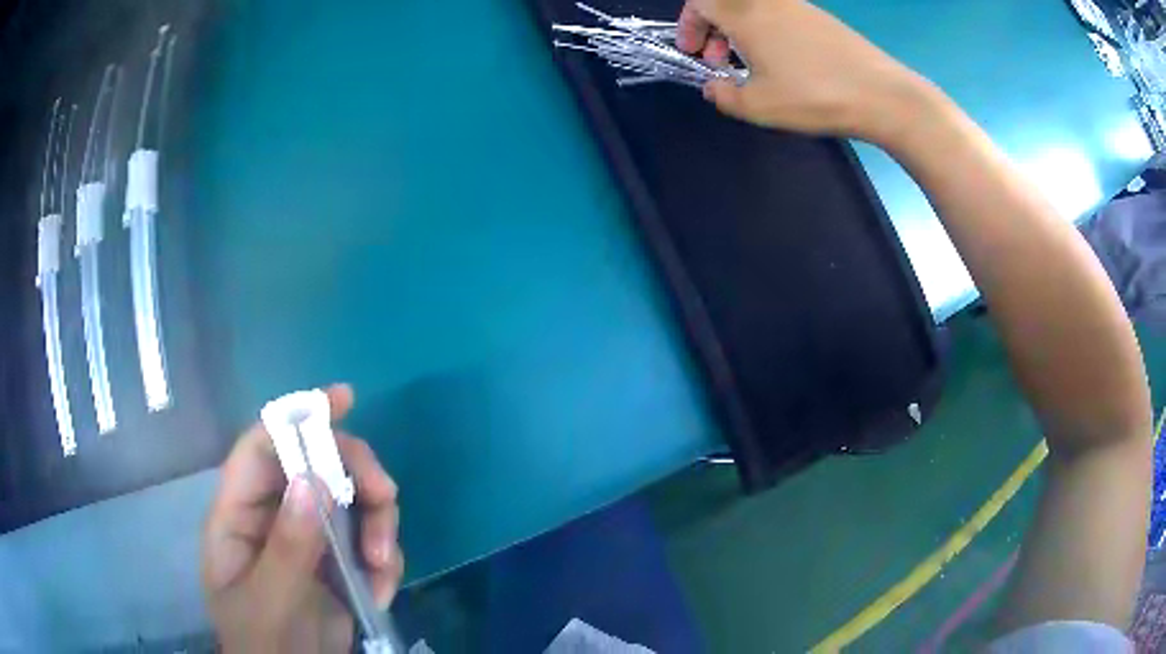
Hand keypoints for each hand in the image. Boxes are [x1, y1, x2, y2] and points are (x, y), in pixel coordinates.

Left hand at [202, 384, 403, 653]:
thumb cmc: (263, 644)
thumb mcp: (270, 602)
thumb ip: (286, 547)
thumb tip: (312, 480)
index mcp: (239, 516)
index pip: (261, 448)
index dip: (296, 417)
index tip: (342, 399)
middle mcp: (274, 515)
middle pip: (317, 465)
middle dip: (355, 477)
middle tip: (385, 498)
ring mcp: (310, 538)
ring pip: (352, 500)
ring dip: (378, 526)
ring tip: (383, 567)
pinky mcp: (340, 562)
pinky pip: (371, 540)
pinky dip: (385, 561)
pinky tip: (381, 592)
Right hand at [676, 0, 930, 142]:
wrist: (881, 94)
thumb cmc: (814, 97)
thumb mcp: (758, 106)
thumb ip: (723, 95)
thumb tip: (713, 87)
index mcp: (745, 14)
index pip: (700, 2)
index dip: (689, 25)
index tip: (693, 52)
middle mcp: (768, 1)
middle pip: (726, 3)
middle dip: (712, 28)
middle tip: (718, 61)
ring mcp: (798, 5)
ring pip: (753, 8)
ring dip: (740, 31)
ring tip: (751, 65)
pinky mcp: (820, 16)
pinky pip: (778, 13)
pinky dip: (766, 30)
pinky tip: (782, 61)